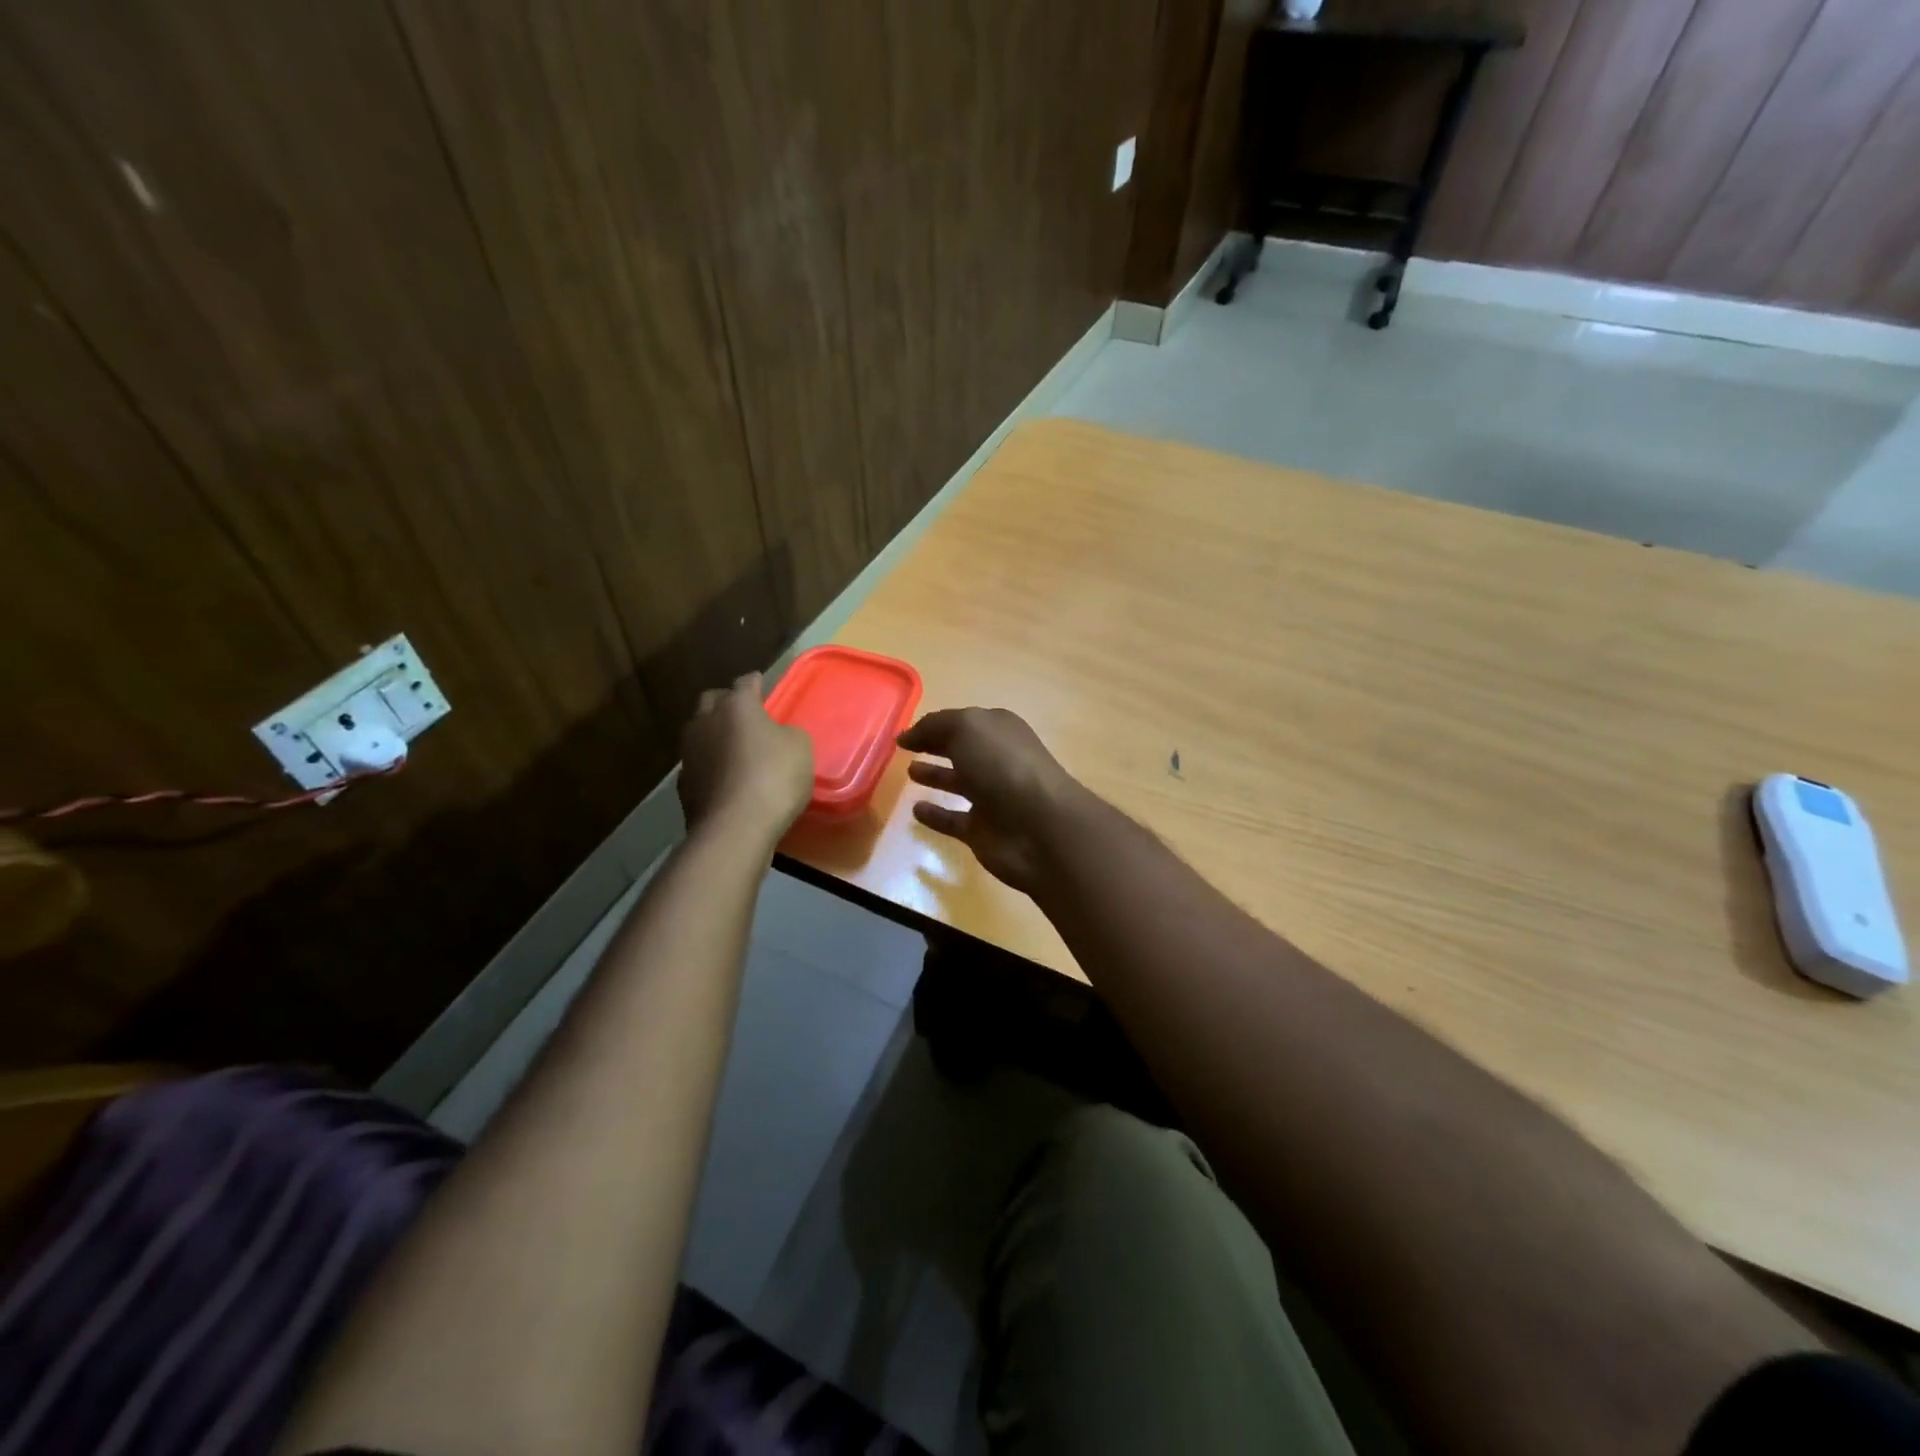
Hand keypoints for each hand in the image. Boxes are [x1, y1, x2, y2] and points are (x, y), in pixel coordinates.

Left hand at [678, 673, 813, 841]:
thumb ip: (787, 734)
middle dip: (726, 703)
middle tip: (745, 715)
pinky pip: (698, 764)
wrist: (735, 827)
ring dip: (715, 735)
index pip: (745, 683)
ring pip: (700, 732)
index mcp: (737, 705)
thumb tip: (777, 736)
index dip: (755, 683)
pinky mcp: (683, 784)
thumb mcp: (800, 748)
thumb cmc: (774, 777)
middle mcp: (706, 721)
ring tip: (733, 749)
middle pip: (712, 701)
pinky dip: (710, 766)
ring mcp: (689, 753)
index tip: (761, 684)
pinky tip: (724, 779)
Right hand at [897, 708, 1083, 893]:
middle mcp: (997, 761)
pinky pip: (953, 820)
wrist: (1040, 827)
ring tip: (909, 773)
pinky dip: (936, 816)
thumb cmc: (1004, 766)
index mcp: (999, 731)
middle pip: (962, 750)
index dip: (935, 725)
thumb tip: (908, 735)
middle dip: (937, 746)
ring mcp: (992, 798)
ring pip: (959, 783)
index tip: (905, 732)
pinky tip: (915, 811)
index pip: (964, 722)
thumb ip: (935, 726)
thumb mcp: (967, 729)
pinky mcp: (983, 831)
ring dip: (936, 777)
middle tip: (905, 749)